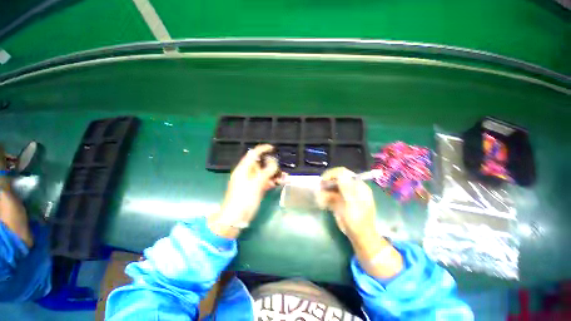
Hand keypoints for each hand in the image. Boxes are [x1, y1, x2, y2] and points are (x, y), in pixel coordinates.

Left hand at [208, 144, 285, 237]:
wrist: (236, 219)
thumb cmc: (243, 199)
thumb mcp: (255, 185)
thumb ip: (266, 172)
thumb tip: (274, 162)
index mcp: (243, 169)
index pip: (253, 154)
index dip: (262, 149)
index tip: (273, 148)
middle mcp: (248, 173)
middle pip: (261, 164)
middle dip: (272, 164)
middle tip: (281, 167)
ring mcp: (252, 182)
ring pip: (265, 173)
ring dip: (274, 174)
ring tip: (285, 177)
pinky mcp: (256, 189)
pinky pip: (265, 182)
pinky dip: (272, 181)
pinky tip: (280, 183)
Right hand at [317, 167, 376, 241]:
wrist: (359, 237)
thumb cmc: (358, 221)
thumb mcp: (353, 205)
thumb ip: (347, 189)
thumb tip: (341, 174)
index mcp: (358, 186)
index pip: (344, 173)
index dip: (333, 173)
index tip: (323, 179)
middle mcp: (350, 188)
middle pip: (336, 178)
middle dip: (326, 182)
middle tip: (319, 188)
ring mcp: (344, 194)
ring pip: (331, 187)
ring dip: (323, 190)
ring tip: (319, 198)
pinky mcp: (338, 200)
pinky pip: (329, 195)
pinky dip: (324, 197)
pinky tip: (321, 203)